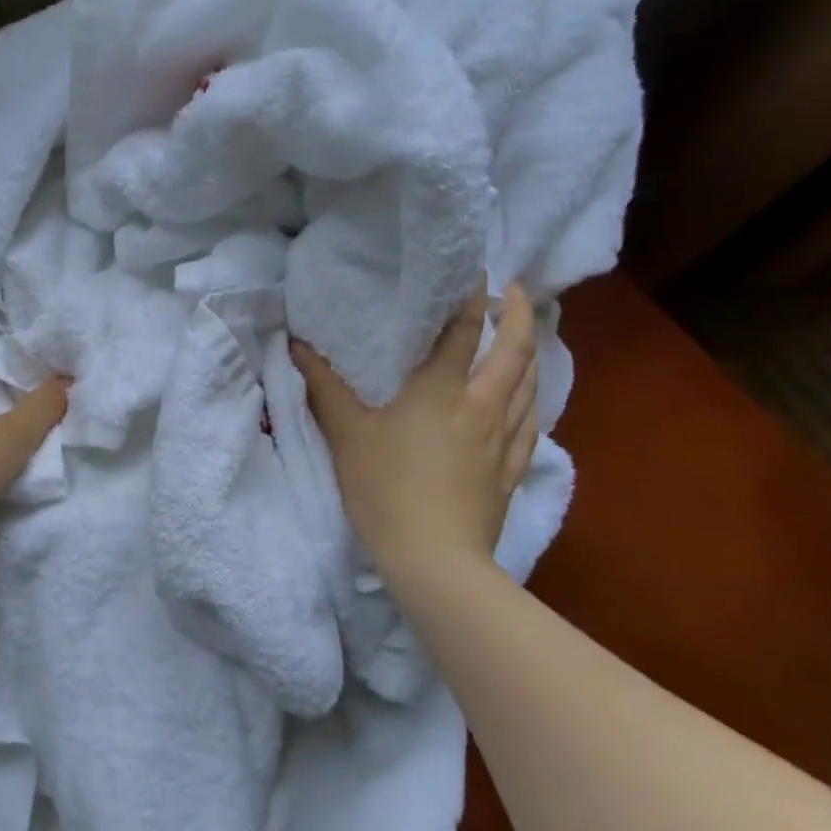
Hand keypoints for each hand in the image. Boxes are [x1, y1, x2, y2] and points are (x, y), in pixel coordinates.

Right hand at [291, 282, 539, 583]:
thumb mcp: (345, 432)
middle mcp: (483, 405)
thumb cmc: (385, 487)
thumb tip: (297, 345)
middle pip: (515, 351)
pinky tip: (528, 401)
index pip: (465, 331)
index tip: (480, 274)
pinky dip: (533, 399)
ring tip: (523, 338)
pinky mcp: (511, 470)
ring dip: (530, 354)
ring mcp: (504, 439)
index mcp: (442, 390)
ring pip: (531, 385)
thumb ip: (322, 385)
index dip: (475, 299)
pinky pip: (532, 423)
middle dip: (518, 315)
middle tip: (513, 291)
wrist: (434, 557)